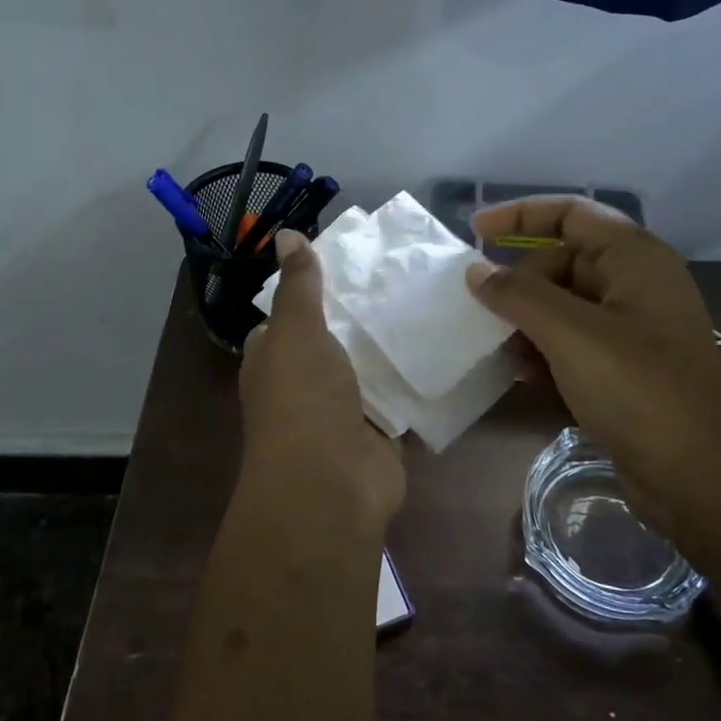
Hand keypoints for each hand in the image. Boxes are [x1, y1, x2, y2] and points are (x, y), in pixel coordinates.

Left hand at [239, 230, 405, 528]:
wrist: (331, 485)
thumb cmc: (303, 400)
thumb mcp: (295, 331)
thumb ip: (298, 285)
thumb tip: (287, 234)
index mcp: (275, 359)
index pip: (290, 316)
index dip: (314, 288)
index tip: (354, 259)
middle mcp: (305, 383)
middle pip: (336, 339)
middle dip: (364, 314)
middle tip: (405, 274)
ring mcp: (342, 410)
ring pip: (370, 367)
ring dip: (393, 345)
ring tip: (431, 300)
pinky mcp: (379, 431)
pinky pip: (399, 397)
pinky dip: (416, 379)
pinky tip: (446, 346)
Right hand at [466, 198, 720, 536]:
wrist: (696, 474)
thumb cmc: (637, 389)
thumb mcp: (571, 335)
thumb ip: (519, 295)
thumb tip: (477, 272)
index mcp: (635, 258)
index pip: (571, 213)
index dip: (520, 214)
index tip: (475, 229)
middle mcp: (637, 283)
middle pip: (562, 262)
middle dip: (521, 287)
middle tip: (487, 316)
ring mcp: (635, 326)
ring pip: (564, 306)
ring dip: (529, 325)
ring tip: (507, 355)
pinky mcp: (628, 365)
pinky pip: (575, 341)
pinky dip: (548, 352)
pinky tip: (529, 378)